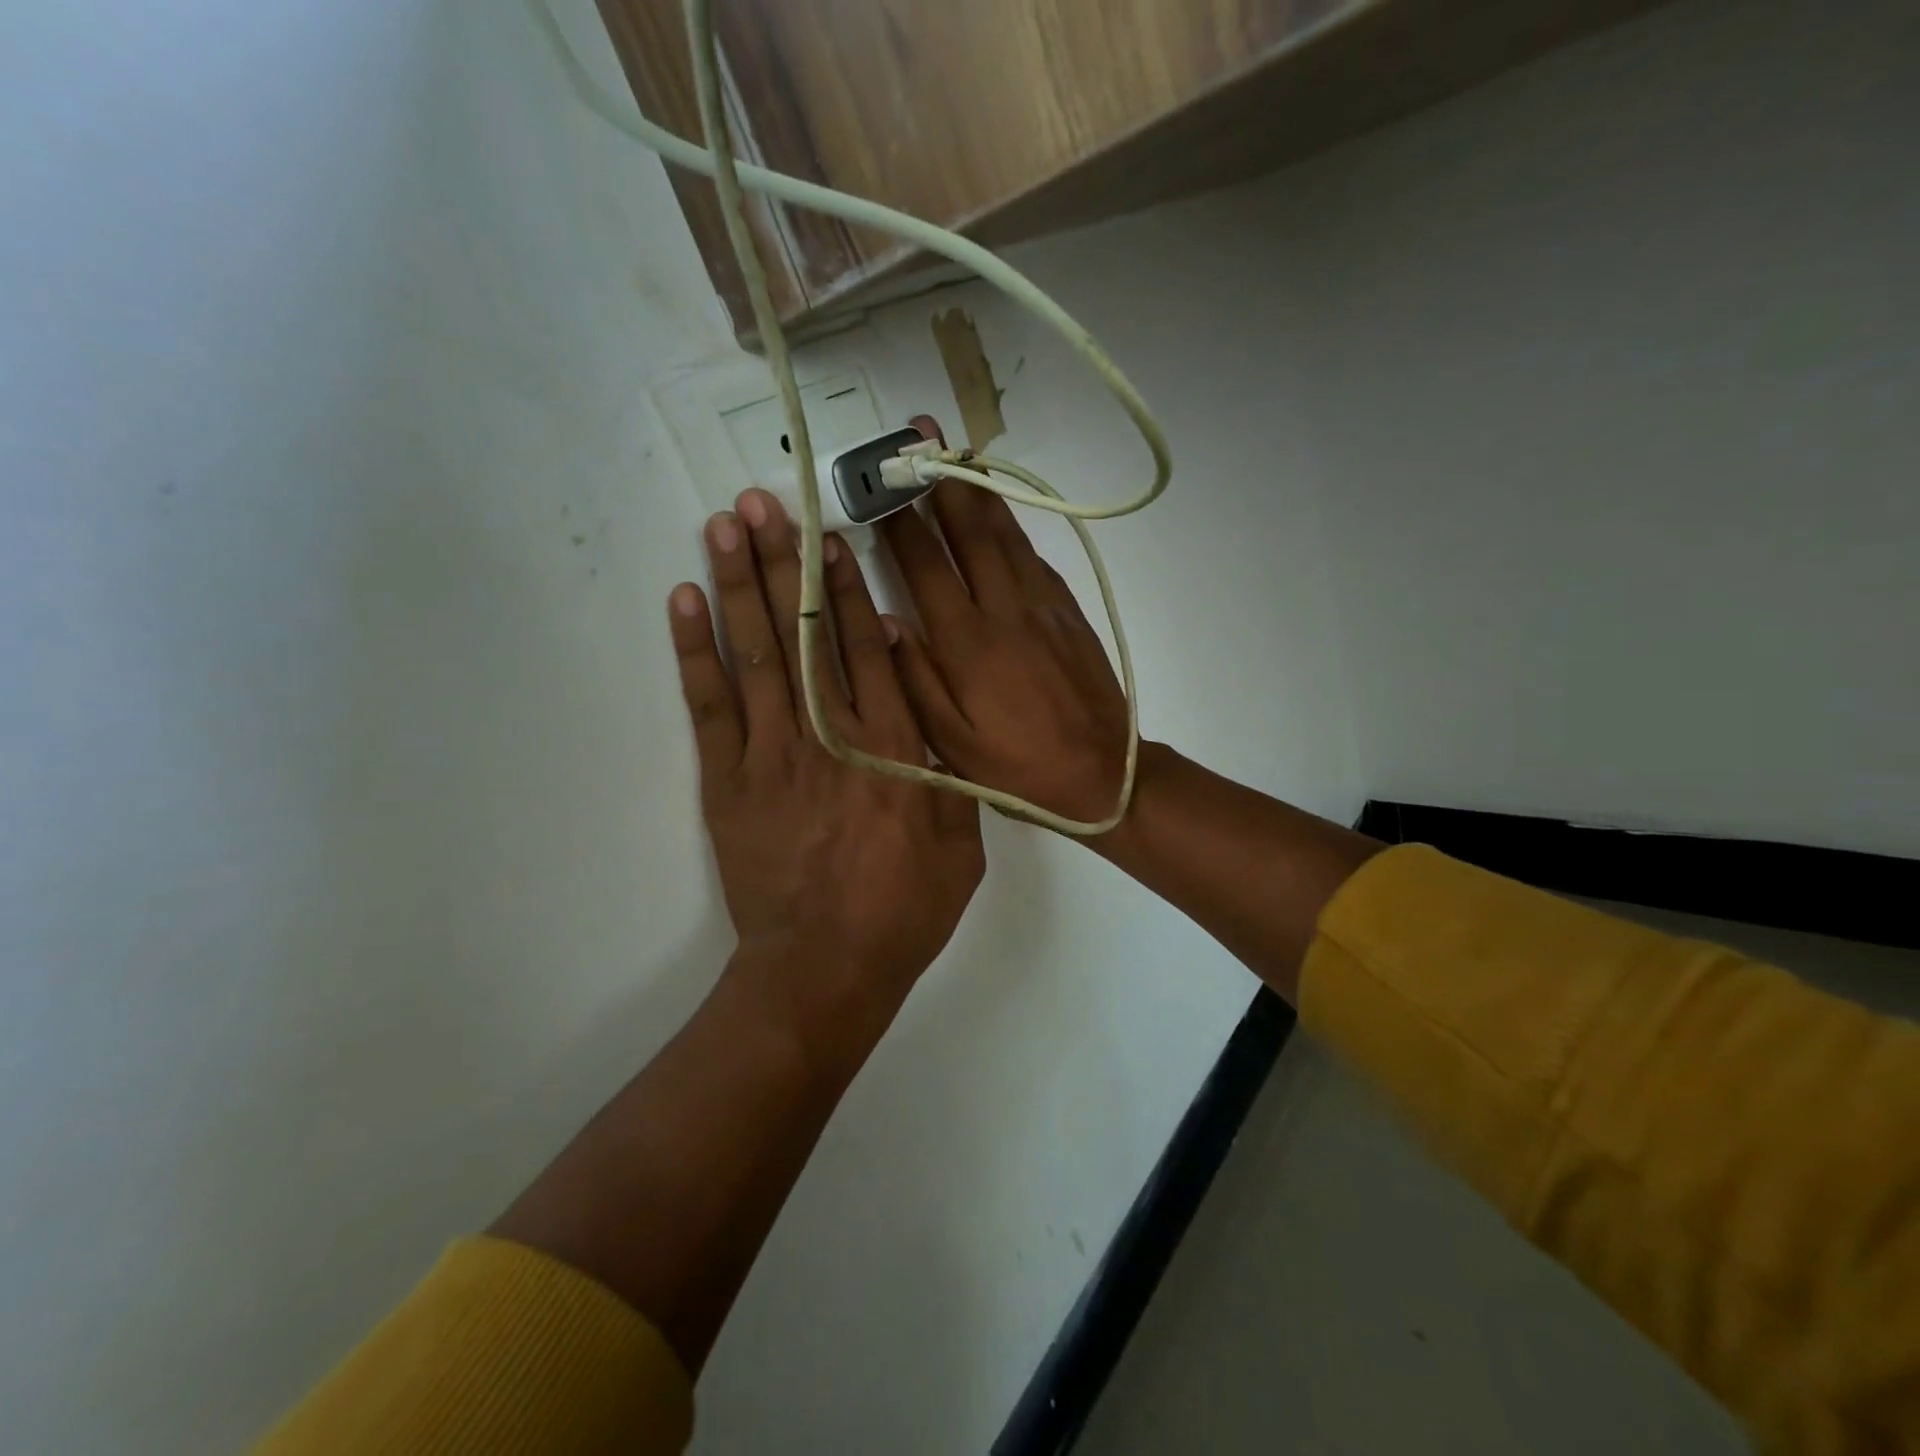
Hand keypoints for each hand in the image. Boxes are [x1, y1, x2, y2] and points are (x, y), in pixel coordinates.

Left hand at [671, 489, 983, 1016]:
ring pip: (755, 655)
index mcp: (893, 749)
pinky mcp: (728, 782)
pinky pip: (710, 706)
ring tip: (724, 526)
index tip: (828, 533)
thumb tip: (919, 689)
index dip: (843, 586)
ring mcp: (772, 756)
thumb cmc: (904, 908)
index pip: (864, 649)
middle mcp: (831, 736)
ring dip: (739, 585)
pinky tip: (686, 601)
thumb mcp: (960, 842)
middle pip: (804, 635)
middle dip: (784, 562)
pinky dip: (696, 652)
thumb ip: (942, 762)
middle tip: (764, 501)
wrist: (826, 968)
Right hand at [879, 478, 1129, 827]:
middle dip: (943, 479)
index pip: (926, 566)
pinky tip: (1002, 517)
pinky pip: (1035, 559)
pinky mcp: (1069, 614)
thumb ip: (915, 679)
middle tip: (922, 432)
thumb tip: (886, 622)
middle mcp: (1004, 611)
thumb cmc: (1016, 768)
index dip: (900, 520)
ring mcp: (1042, 608)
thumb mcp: (951, 743)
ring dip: (981, 491)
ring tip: (959, 453)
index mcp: (967, 644)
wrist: (1104, 775)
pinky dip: (1014, 529)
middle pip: (970, 531)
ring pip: (1007, 536)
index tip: (879, 482)